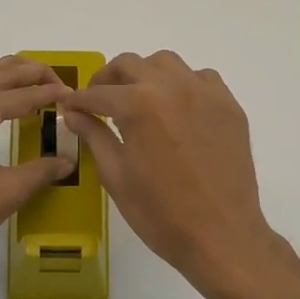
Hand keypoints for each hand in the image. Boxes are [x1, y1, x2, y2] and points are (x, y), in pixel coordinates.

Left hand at [0, 57, 75, 286]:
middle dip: (35, 75)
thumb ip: (40, 171)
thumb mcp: (4, 195)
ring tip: (30, 91)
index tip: (76, 98)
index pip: (25, 93)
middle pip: (2, 72)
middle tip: (61, 89)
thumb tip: (68, 160)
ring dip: (6, 76)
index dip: (54, 95)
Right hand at [57, 51, 279, 294]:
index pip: (98, 93)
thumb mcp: (116, 176)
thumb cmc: (160, 213)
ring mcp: (205, 93)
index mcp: (139, 105)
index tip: (70, 106)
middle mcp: (172, 87)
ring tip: (139, 99)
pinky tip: (177, 109)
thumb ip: (94, 136)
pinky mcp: (229, 106)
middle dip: (108, 80)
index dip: (79, 100)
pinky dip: (183, 84)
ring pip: (167, 63)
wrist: (221, 236)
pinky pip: (201, 78)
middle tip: (99, 101)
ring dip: (146, 74)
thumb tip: (73, 113)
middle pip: (131, 64)